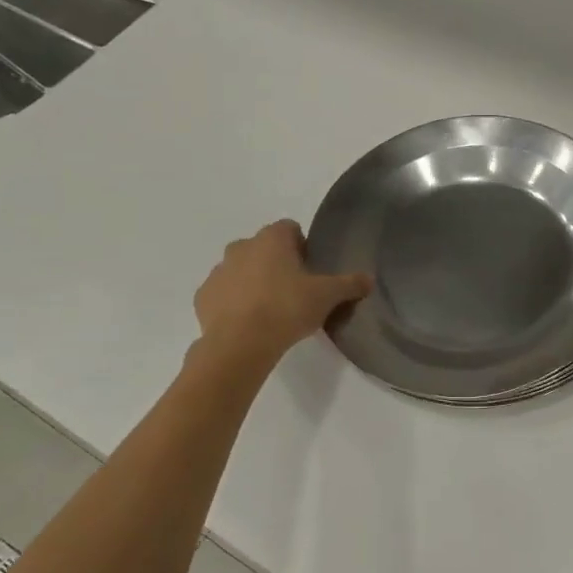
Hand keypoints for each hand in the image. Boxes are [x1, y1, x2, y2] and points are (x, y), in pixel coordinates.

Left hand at [194, 220, 371, 365]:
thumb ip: (349, 284)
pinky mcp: (203, 297)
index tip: (310, 269)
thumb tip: (369, 279)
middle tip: (294, 291)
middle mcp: (241, 247)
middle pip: (263, 248)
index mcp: (271, 239)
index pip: (289, 228)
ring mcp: (218, 271)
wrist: (240, 344)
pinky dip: (234, 303)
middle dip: (276, 263)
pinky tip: (248, 323)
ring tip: (270, 310)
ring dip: (253, 281)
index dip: (302, 246)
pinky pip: (223, 294)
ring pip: (240, 269)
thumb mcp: (327, 296)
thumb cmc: (287, 309)